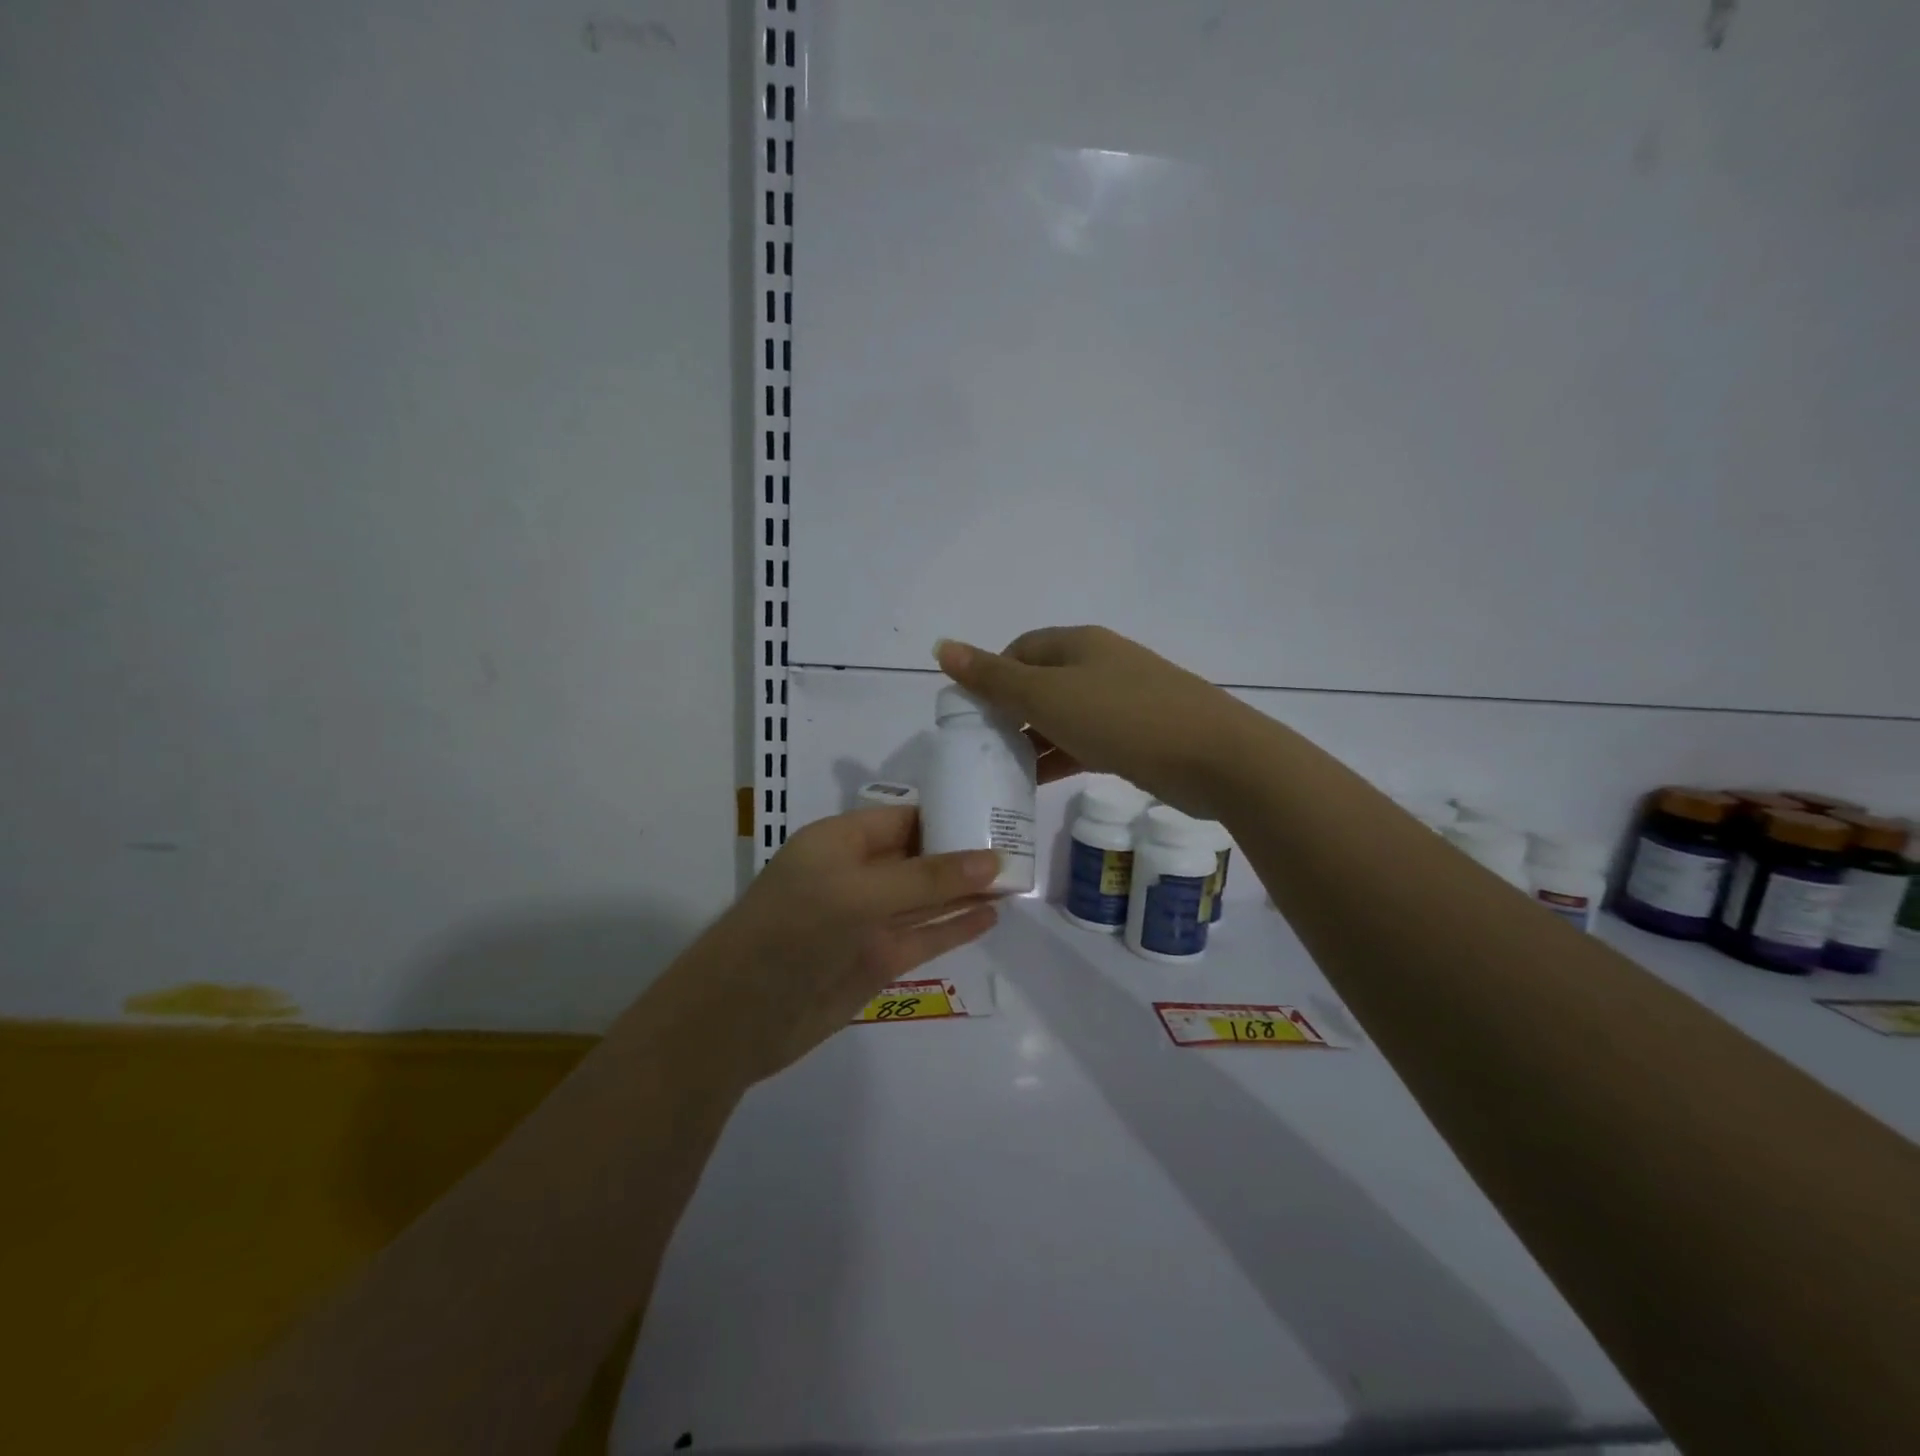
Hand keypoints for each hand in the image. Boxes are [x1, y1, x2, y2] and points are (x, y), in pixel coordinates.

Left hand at [641, 808, 999, 1085]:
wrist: (738, 1017)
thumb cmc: (793, 931)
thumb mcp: (859, 893)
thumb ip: (928, 878)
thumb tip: (994, 860)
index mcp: (840, 841)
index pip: (904, 819)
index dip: (948, 816)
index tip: (997, 815)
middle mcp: (856, 875)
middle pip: (919, 857)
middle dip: (963, 853)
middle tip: (1021, 848)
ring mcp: (867, 920)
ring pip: (926, 899)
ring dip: (965, 890)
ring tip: (1017, 880)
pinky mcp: (876, 961)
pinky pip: (924, 938)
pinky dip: (955, 928)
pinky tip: (991, 917)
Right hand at [935, 626, 1264, 819]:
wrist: (1214, 756)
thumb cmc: (1122, 718)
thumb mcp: (1047, 697)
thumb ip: (993, 677)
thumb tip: (941, 646)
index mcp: (1077, 644)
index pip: (1019, 650)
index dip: (990, 677)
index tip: (972, 715)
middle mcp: (1100, 663)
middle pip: (1041, 682)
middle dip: (1010, 711)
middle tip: (984, 747)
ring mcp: (1124, 698)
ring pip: (1064, 714)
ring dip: (1034, 737)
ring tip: (1006, 770)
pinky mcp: (1140, 733)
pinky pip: (1087, 739)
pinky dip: (1062, 754)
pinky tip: (1043, 780)